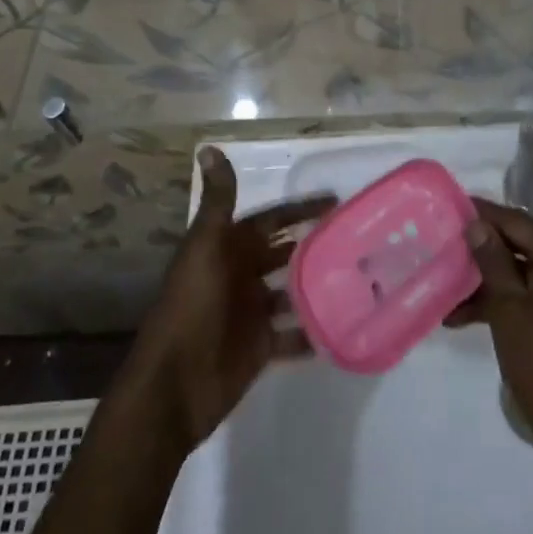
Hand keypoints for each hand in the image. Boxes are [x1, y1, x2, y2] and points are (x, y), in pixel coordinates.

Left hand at [129, 147, 336, 450]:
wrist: (172, 386)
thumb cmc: (190, 307)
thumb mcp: (204, 247)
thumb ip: (216, 201)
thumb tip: (208, 146)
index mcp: (227, 249)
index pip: (271, 220)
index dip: (299, 209)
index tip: (335, 200)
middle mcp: (241, 275)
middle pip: (284, 253)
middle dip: (314, 244)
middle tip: (357, 237)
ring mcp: (252, 313)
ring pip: (292, 291)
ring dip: (318, 285)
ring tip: (360, 277)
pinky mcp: (260, 348)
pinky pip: (293, 334)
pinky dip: (314, 331)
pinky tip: (344, 325)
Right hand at [453, 197, 532, 463]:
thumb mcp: (508, 310)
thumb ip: (492, 261)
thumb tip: (477, 224)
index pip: (518, 222)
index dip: (483, 214)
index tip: (452, 207)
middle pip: (523, 244)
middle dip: (483, 251)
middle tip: (446, 247)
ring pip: (526, 271)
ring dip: (490, 282)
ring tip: (448, 292)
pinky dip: (509, 300)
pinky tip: (468, 315)